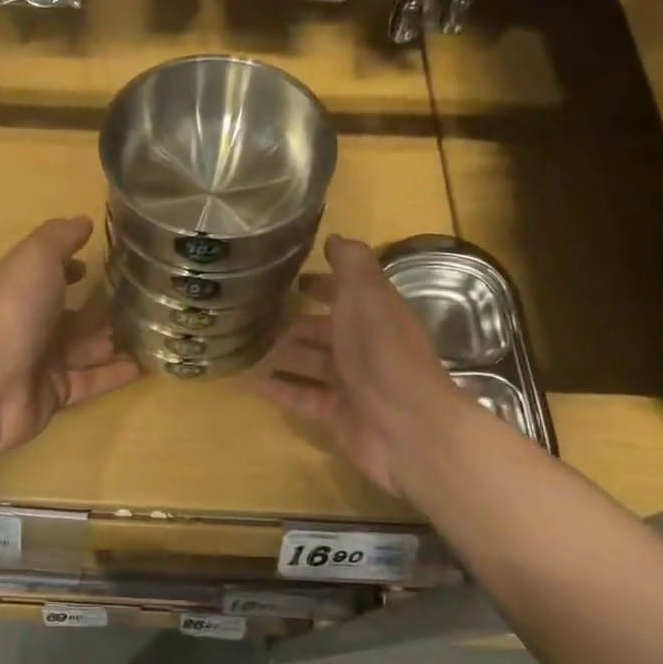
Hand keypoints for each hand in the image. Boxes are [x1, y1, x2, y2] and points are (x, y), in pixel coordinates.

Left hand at [0, 217, 140, 456]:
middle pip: (71, 315)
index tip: (100, 264)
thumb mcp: (36, 258)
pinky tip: (147, 365)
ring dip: (115, 340)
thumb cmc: (13, 311)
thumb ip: (60, 237)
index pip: (49, 275)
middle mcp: (31, 324)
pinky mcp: (56, 394)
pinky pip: (93, 381)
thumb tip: (84, 221)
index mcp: (22, 289)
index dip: (71, 268)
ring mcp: (43, 361)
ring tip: (156, 332)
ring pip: (86, 348)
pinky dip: (117, 374)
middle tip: (144, 302)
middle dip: (101, 308)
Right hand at [255, 236, 468, 497]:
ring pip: (315, 364)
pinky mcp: (339, 416)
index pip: (348, 295)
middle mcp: (366, 348)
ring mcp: (353, 385)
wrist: (407, 425)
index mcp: (375, 315)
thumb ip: (351, 264)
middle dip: (302, 323)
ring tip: (256, 349)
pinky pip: (304, 399)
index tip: (293, 280)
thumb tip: (335, 238)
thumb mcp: (367, 294)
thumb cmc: (383, 352)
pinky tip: (255, 385)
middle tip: (264, 317)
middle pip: (329, 331)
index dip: (324, 285)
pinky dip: (282, 392)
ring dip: (290, 355)